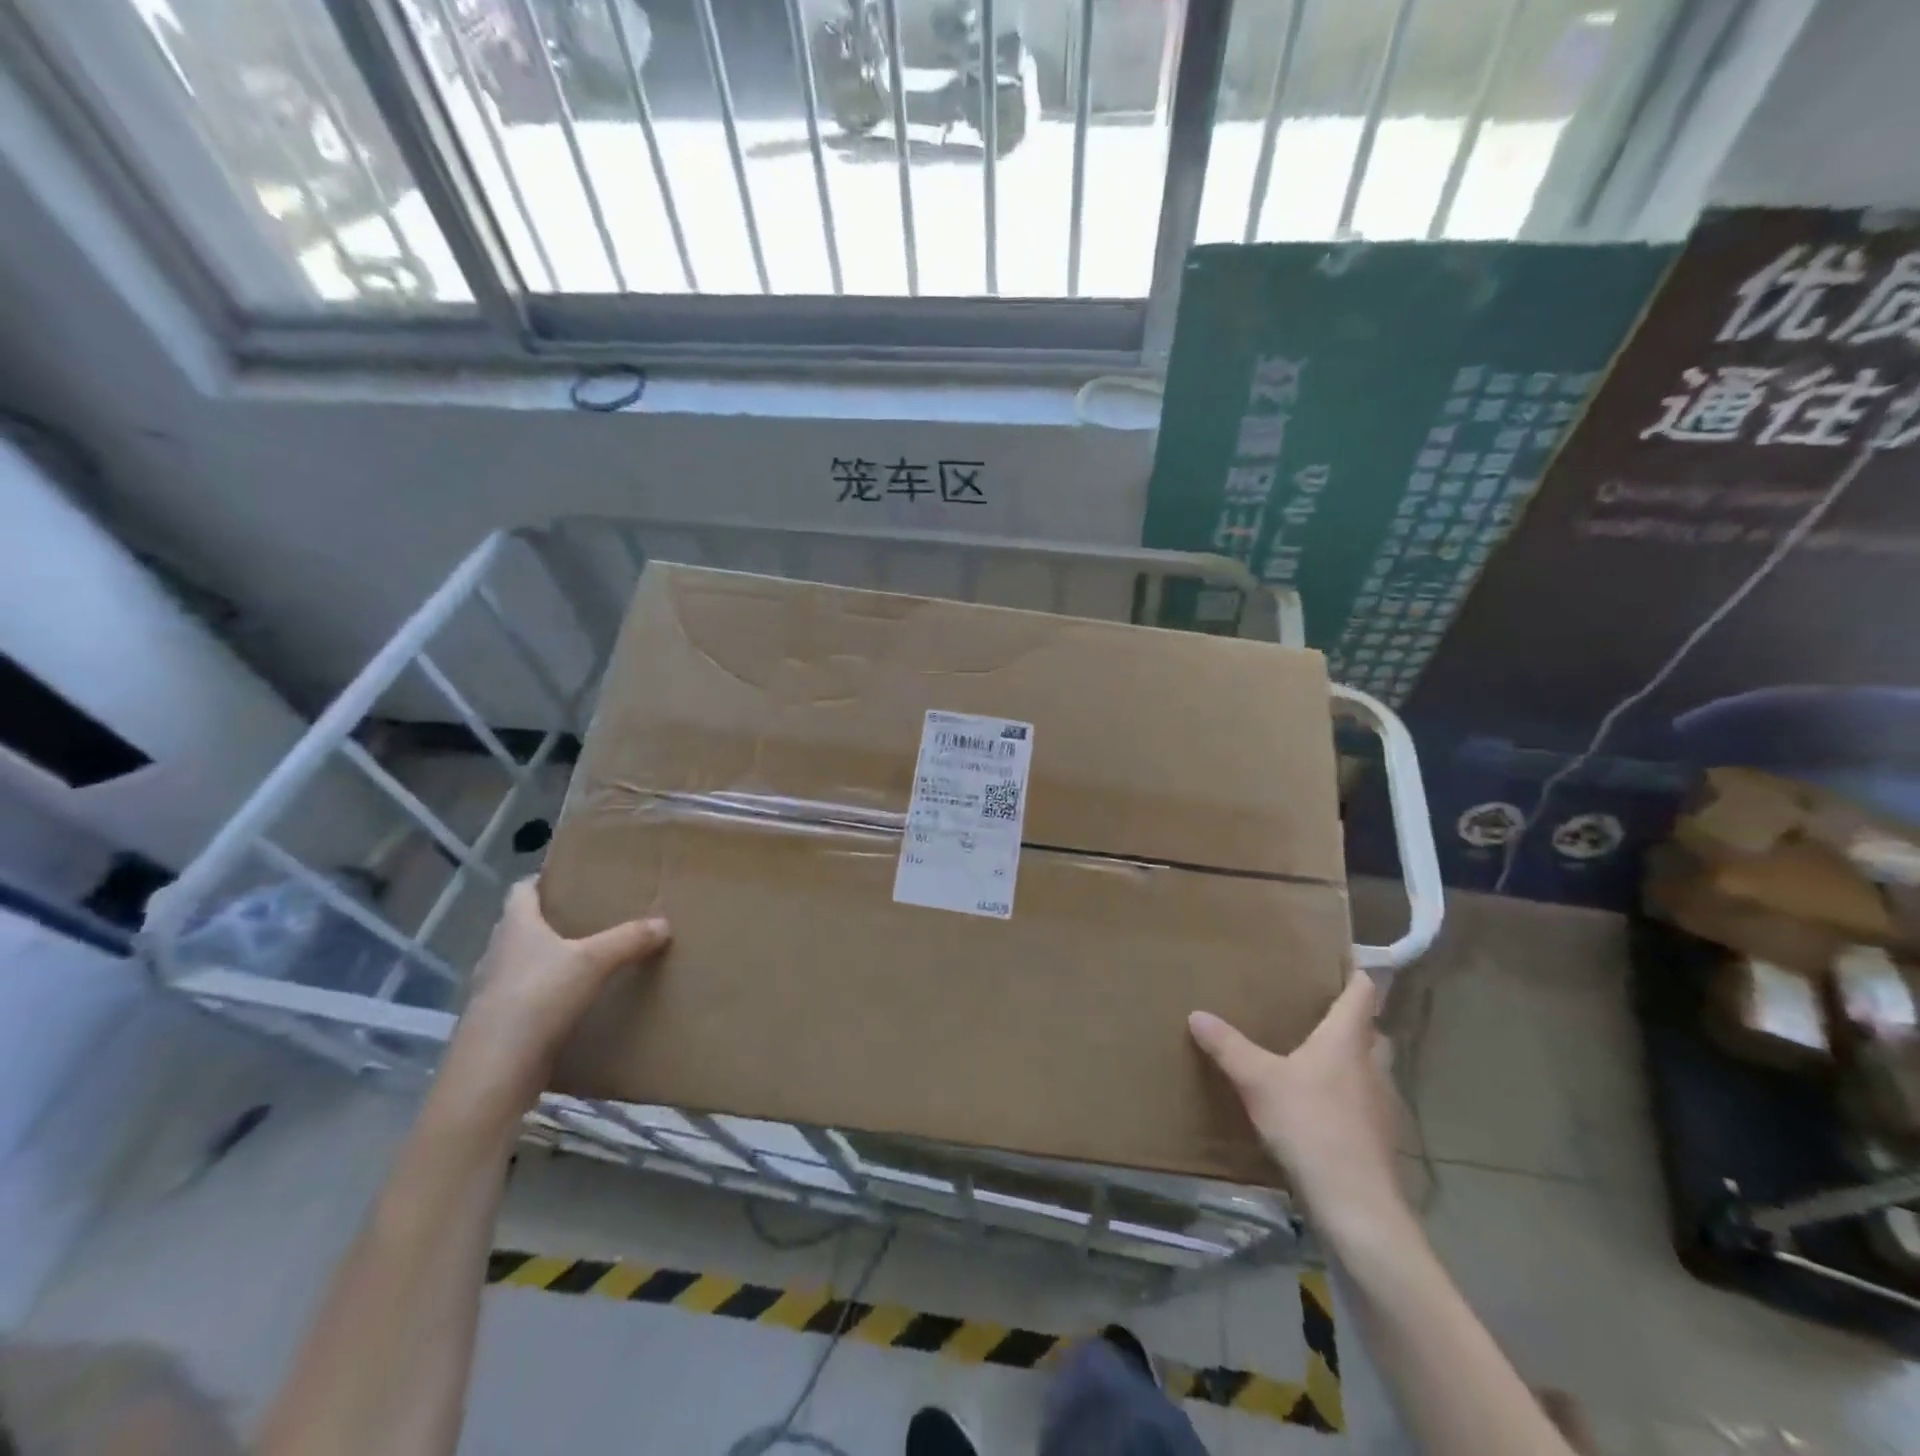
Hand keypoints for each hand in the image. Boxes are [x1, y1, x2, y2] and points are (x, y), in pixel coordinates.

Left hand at [449, 879, 670, 1116]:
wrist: (494, 1072)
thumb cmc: (538, 998)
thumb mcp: (593, 962)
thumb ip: (629, 939)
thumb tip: (664, 923)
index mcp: (515, 926)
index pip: (520, 890)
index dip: (542, 880)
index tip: (569, 879)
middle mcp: (497, 953)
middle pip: (521, 926)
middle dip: (551, 921)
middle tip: (589, 918)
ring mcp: (492, 991)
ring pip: (522, 964)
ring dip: (547, 960)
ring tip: (586, 960)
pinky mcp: (498, 1026)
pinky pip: (524, 998)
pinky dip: (545, 996)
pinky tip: (572, 1004)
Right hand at [1189, 974, 1406, 1233]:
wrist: (1357, 1206)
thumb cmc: (1310, 1126)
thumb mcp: (1258, 1081)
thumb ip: (1228, 1047)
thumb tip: (1197, 1014)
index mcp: (1346, 1041)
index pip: (1362, 995)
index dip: (1355, 976)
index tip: (1344, 964)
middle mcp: (1371, 1067)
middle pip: (1370, 1033)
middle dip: (1351, 1023)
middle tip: (1318, 1015)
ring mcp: (1381, 1106)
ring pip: (1370, 1071)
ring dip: (1350, 1063)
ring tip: (1314, 1061)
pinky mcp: (1380, 1141)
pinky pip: (1364, 1105)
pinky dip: (1347, 1099)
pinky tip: (1319, 1111)